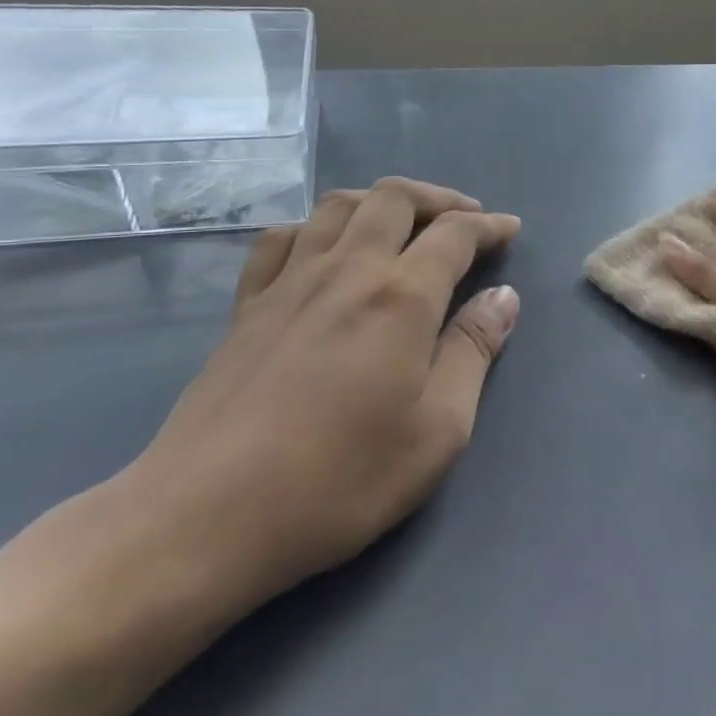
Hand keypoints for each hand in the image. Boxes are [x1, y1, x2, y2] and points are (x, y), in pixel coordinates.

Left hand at [120, 178, 521, 608]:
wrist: (206, 517)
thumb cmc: (341, 480)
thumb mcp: (438, 430)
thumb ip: (473, 352)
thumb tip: (503, 297)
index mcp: (401, 297)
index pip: (454, 234)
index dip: (488, 225)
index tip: (509, 229)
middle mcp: (347, 270)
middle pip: (395, 199)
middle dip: (438, 199)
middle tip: (463, 218)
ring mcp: (289, 283)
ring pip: (338, 206)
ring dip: (380, 202)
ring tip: (402, 224)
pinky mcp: (246, 306)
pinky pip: (282, 238)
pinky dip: (315, 227)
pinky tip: (323, 249)